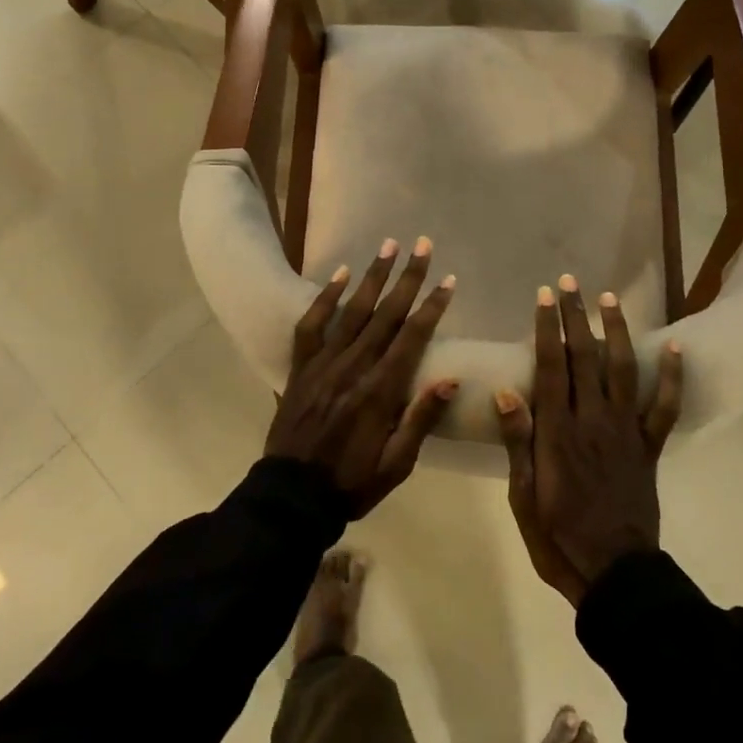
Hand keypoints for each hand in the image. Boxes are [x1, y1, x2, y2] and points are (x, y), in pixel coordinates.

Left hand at [266, 237, 457, 515]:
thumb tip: (450, 380)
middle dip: (407, 278)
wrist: (292, 496)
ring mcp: (323, 364)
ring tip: (389, 246)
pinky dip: (325, 298)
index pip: (412, 338)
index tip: (448, 281)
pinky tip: (340, 274)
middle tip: (423, 246)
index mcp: (380, 392)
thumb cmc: (352, 483)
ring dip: (372, 276)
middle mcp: (353, 368)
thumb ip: (421, 420)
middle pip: (386, 314)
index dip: (432, 307)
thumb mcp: (396, 464)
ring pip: (352, 311)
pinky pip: (311, 325)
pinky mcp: (301, 367)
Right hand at [496, 276, 683, 605]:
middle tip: (570, 283)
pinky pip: (663, 407)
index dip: (547, 328)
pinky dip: (671, 377)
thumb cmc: (557, 537)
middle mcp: (593, 421)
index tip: (544, 296)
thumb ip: (517, 441)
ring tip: (610, 299)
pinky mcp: (648, 448)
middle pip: (585, 358)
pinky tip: (674, 347)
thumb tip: (505, 391)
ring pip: (622, 370)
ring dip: (616, 332)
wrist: (614, 574)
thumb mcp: (523, 495)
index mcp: (558, 432)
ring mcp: (625, 432)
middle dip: (576, 317)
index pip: (551, 367)